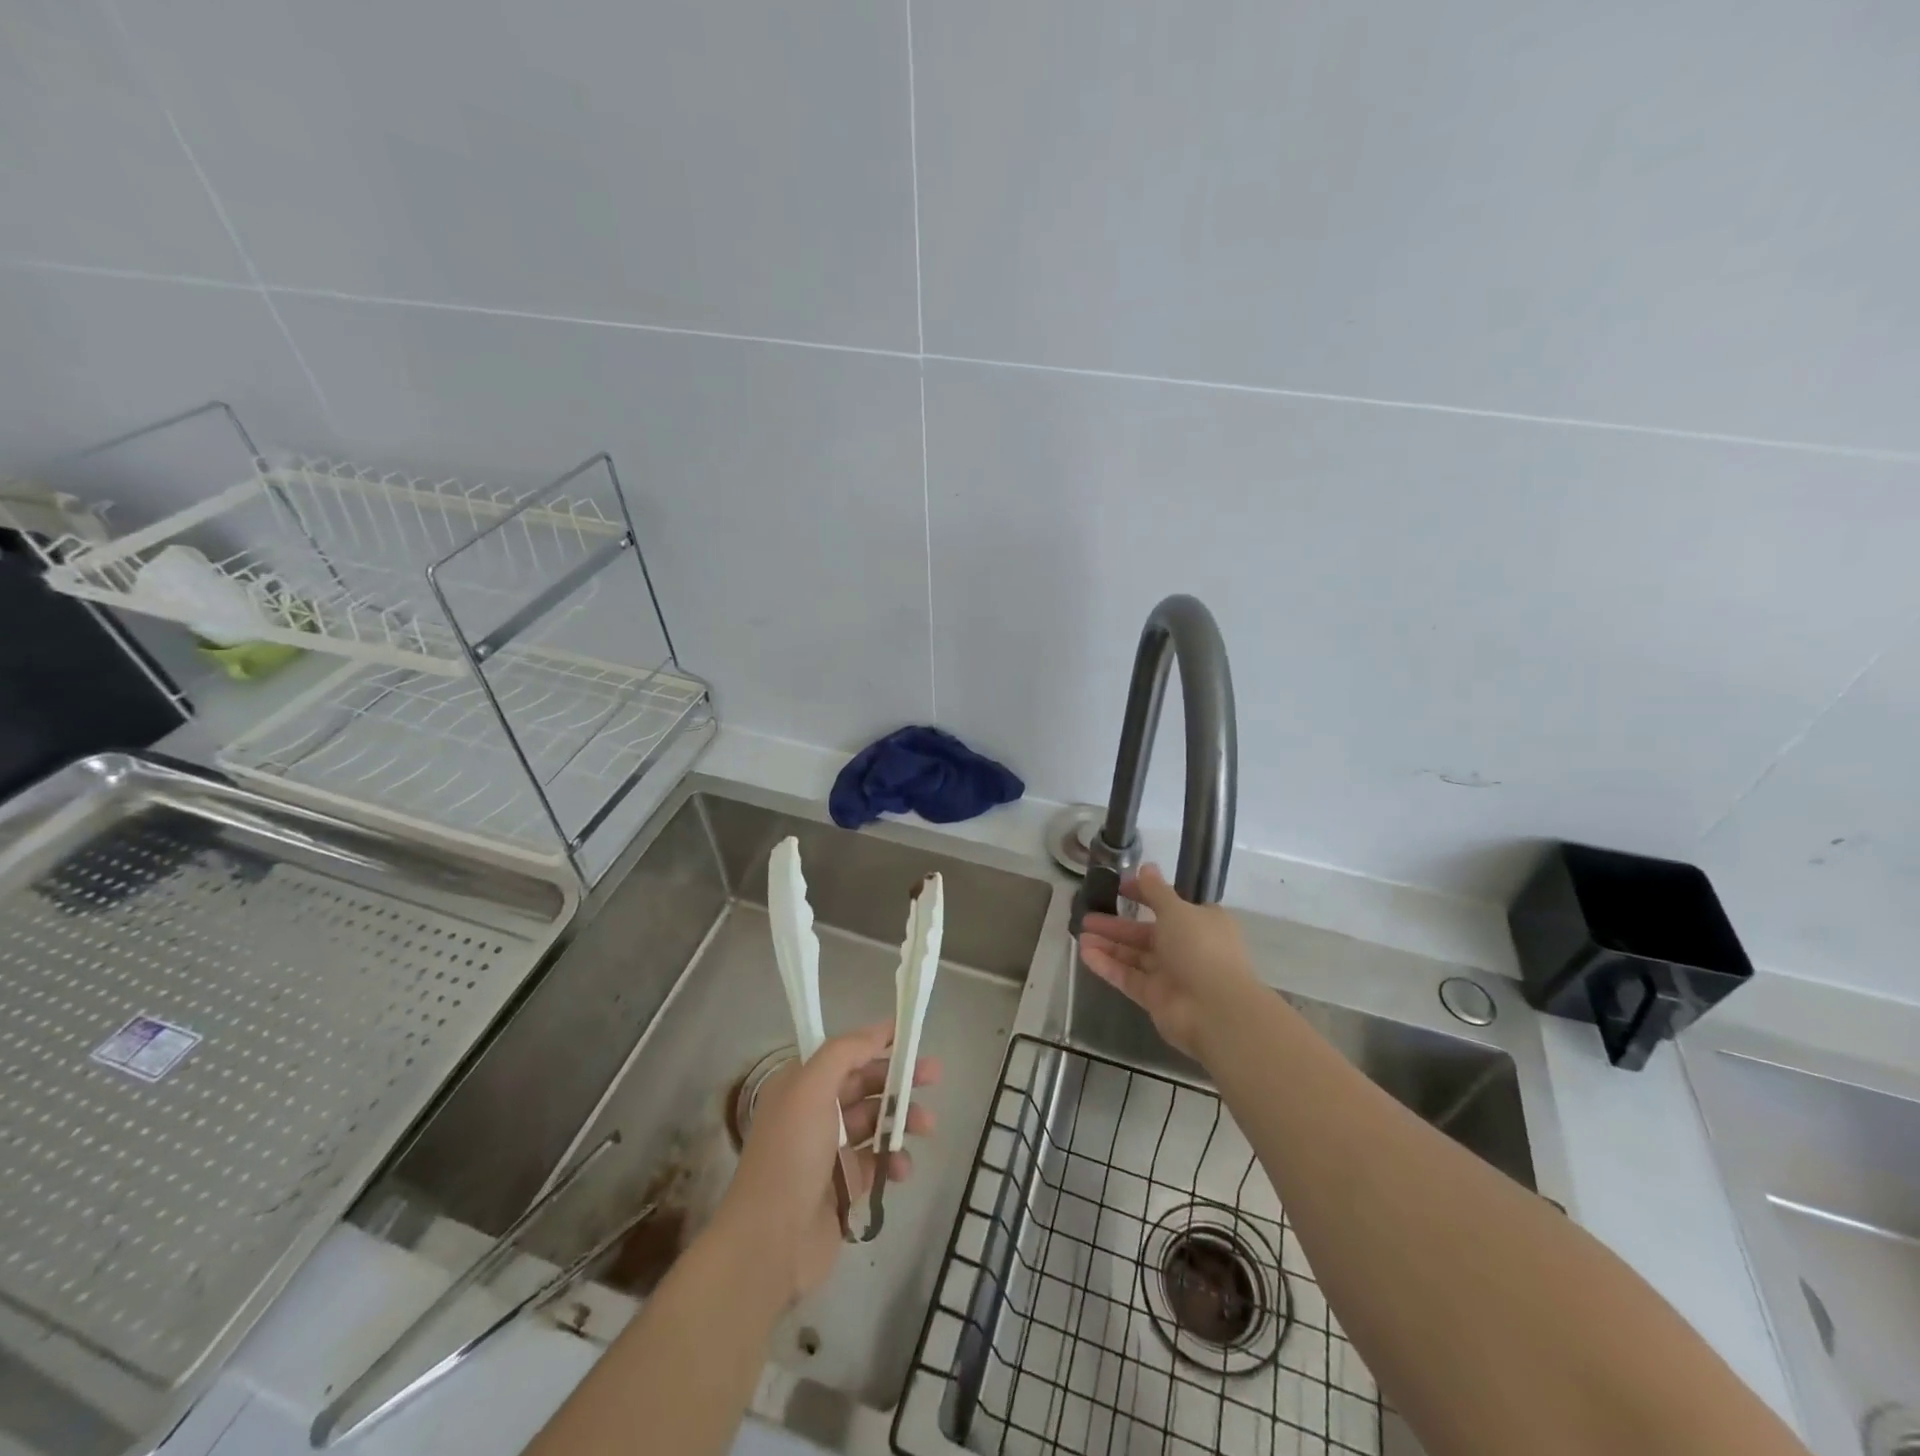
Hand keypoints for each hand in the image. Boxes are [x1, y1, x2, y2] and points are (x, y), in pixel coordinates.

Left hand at [710, 1021, 937, 1305]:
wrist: (771, 1243)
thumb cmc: (791, 1154)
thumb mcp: (811, 1088)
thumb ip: (845, 1053)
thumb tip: (877, 1032)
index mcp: (801, 1085)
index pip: (845, 1054)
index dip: (876, 1042)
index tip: (910, 1036)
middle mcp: (814, 1113)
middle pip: (865, 1085)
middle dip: (899, 1079)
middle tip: (934, 1075)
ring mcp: (830, 1151)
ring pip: (876, 1123)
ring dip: (903, 1120)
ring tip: (927, 1126)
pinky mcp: (845, 1187)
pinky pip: (877, 1163)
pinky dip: (894, 1162)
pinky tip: (902, 1169)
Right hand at [1077, 862, 1257, 1059]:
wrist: (1215, 1010)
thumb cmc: (1200, 948)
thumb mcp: (1177, 910)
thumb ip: (1156, 891)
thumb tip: (1146, 866)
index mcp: (1200, 922)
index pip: (1168, 904)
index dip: (1143, 894)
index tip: (1119, 887)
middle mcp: (1187, 946)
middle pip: (1145, 932)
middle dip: (1117, 924)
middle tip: (1087, 916)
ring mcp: (1171, 974)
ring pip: (1134, 956)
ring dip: (1108, 944)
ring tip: (1079, 934)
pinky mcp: (1156, 998)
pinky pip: (1128, 977)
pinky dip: (1108, 966)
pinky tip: (1085, 954)